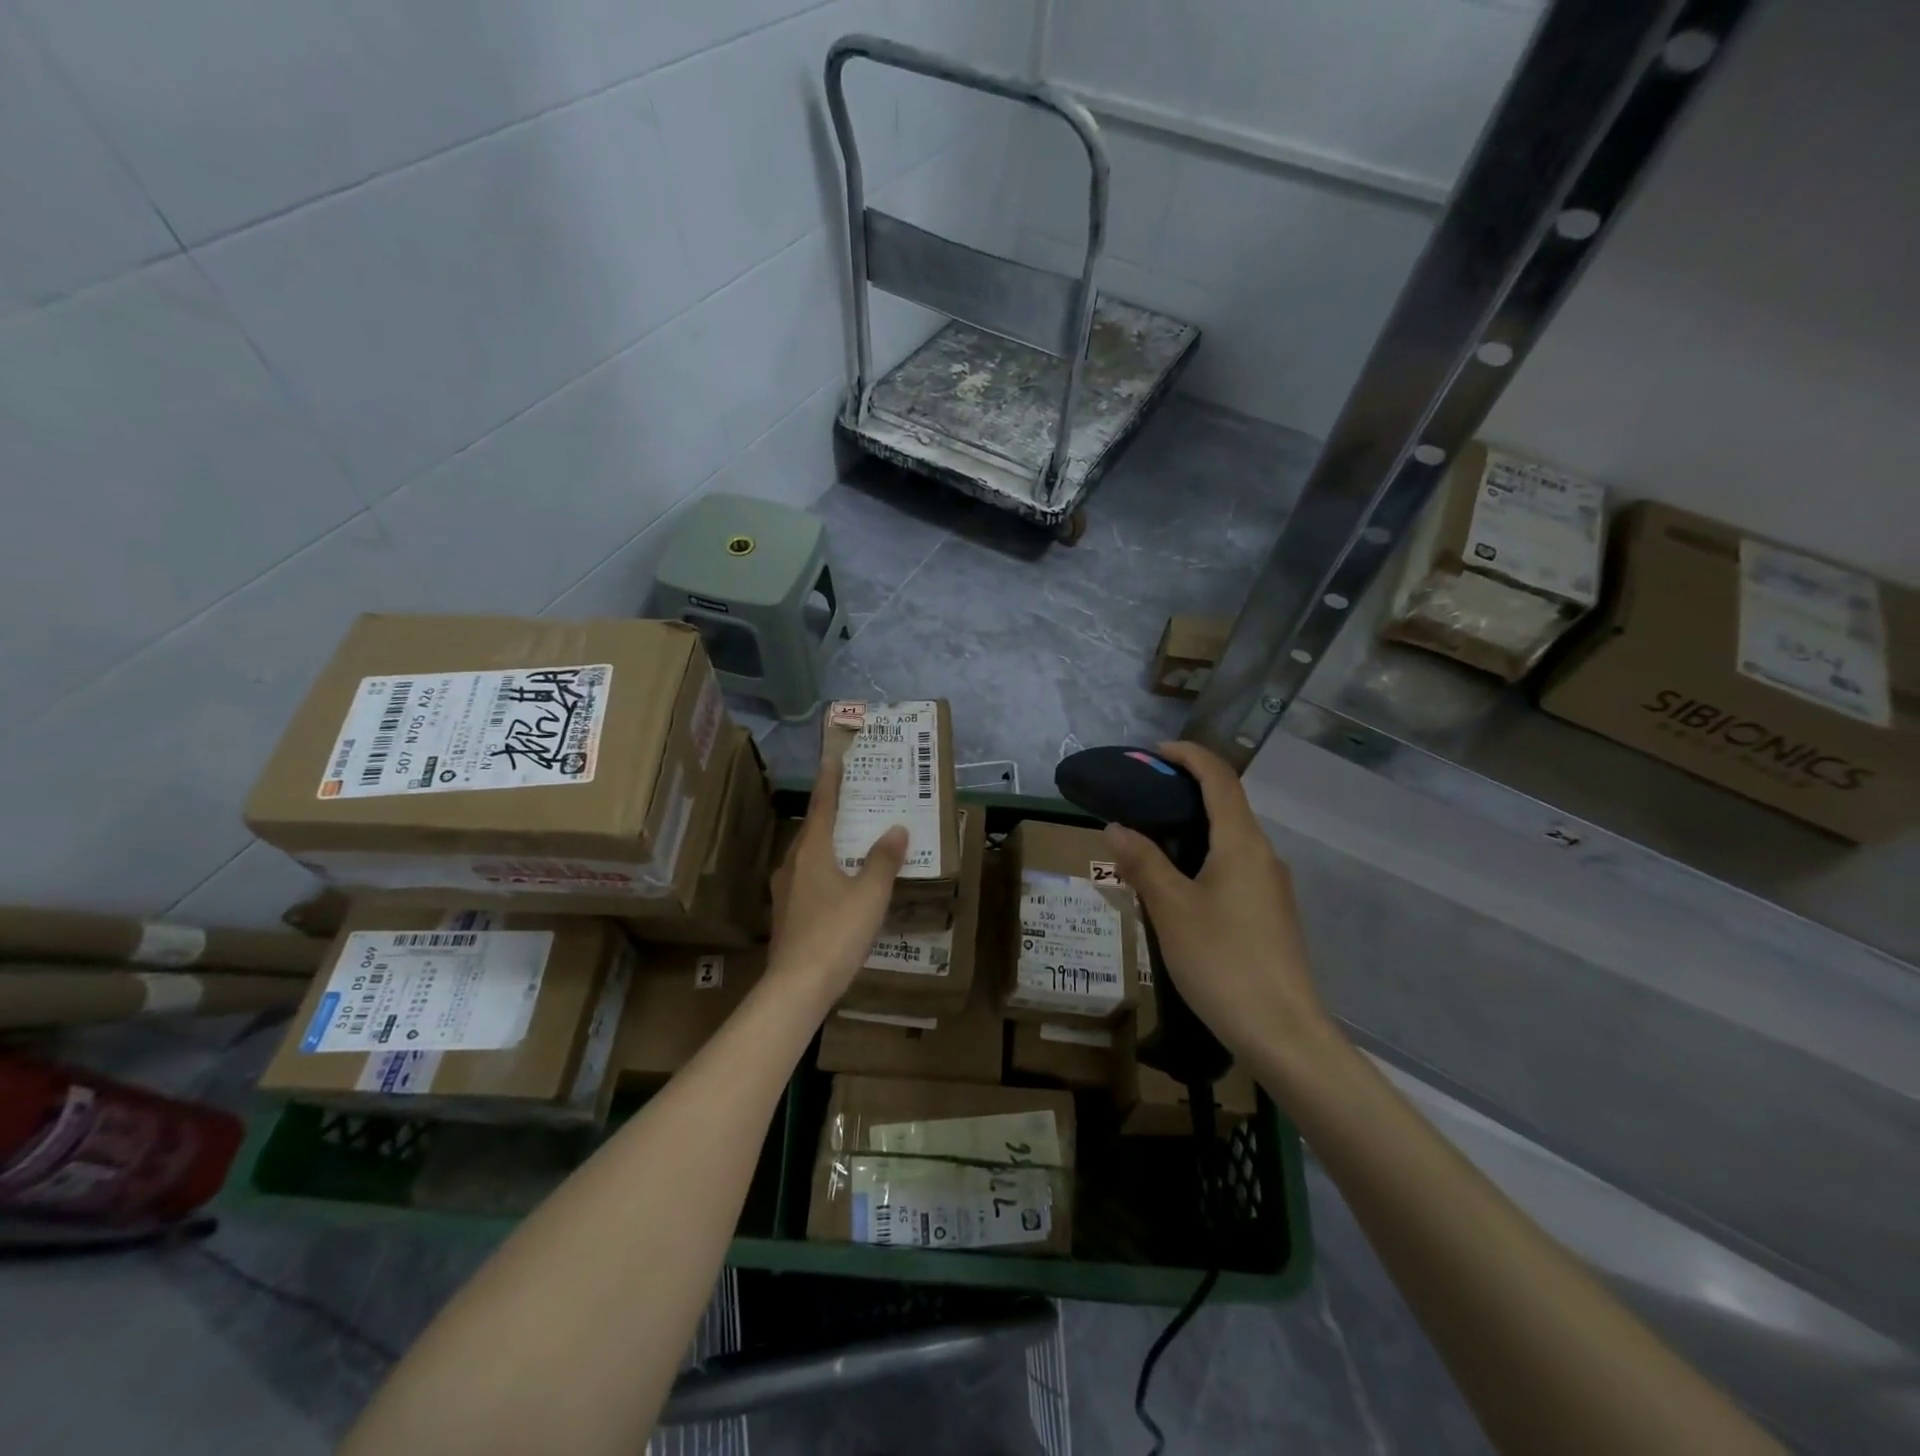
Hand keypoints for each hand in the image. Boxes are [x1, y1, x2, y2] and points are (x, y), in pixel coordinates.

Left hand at [768, 754, 907, 1003]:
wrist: (797, 987)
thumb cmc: (836, 933)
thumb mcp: (869, 895)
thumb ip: (883, 860)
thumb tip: (896, 829)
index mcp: (811, 852)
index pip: (821, 807)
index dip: (830, 783)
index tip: (833, 760)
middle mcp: (793, 865)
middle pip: (813, 830)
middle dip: (832, 812)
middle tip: (855, 799)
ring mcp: (786, 890)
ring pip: (809, 856)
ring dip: (829, 842)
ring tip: (852, 838)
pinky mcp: (787, 913)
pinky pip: (808, 878)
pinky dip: (825, 868)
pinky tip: (840, 881)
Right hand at [1103, 741, 1332, 1070]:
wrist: (1283, 1033)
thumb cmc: (1223, 961)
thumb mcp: (1171, 909)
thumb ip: (1143, 863)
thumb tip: (1116, 827)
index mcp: (1242, 843)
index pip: (1219, 778)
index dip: (1188, 755)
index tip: (1153, 752)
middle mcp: (1263, 855)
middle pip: (1227, 804)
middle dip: (1186, 789)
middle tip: (1141, 795)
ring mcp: (1271, 886)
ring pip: (1230, 838)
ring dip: (1193, 826)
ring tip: (1150, 838)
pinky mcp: (1270, 913)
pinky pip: (1234, 866)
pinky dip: (1204, 856)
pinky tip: (1177, 884)